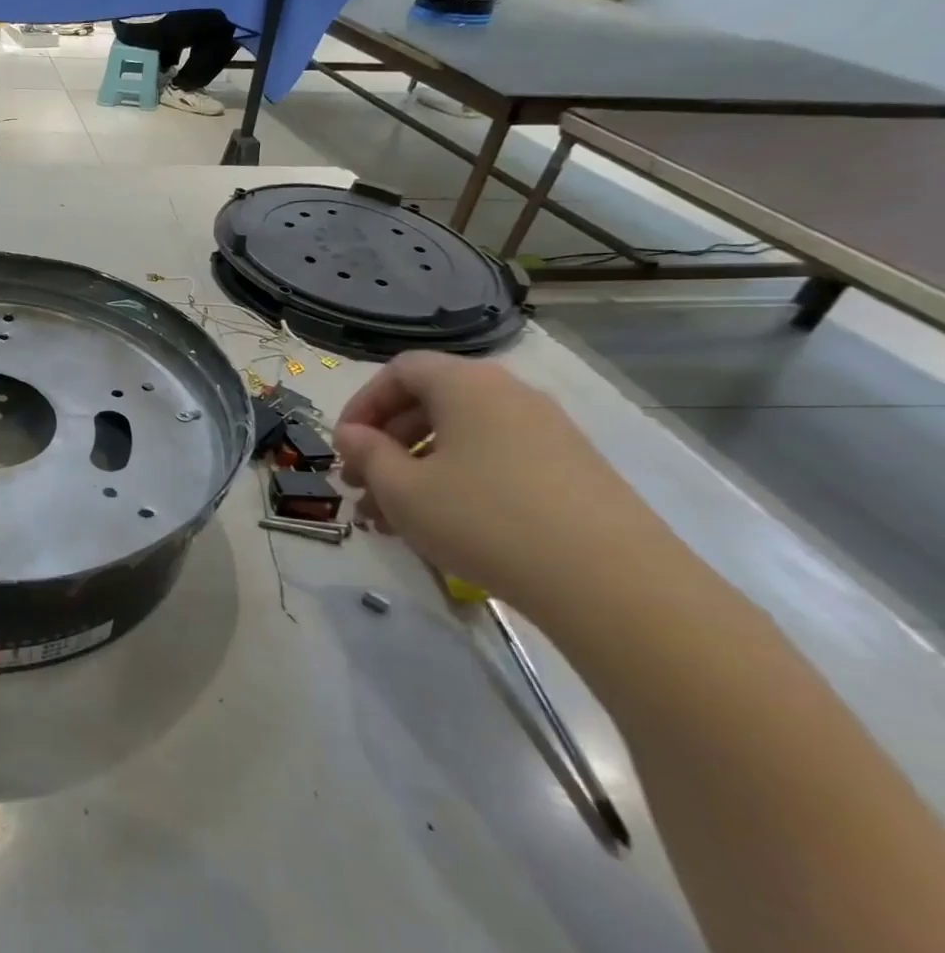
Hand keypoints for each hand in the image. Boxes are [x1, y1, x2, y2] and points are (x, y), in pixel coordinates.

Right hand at [333, 352, 677, 611]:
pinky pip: (493, 462)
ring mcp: (546, 433)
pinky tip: (440, 527)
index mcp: (467, 385)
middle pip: (429, 404)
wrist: (609, 581)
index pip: (400, 371)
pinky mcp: (569, 471)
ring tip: (389, 519)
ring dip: (415, 470)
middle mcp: (509, 395)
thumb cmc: (483, 519)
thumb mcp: (403, 489)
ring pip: (460, 439)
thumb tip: (352, 434)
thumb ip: (368, 454)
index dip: (362, 404)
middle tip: (360, 487)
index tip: (344, 446)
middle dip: (385, 445)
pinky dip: (456, 483)